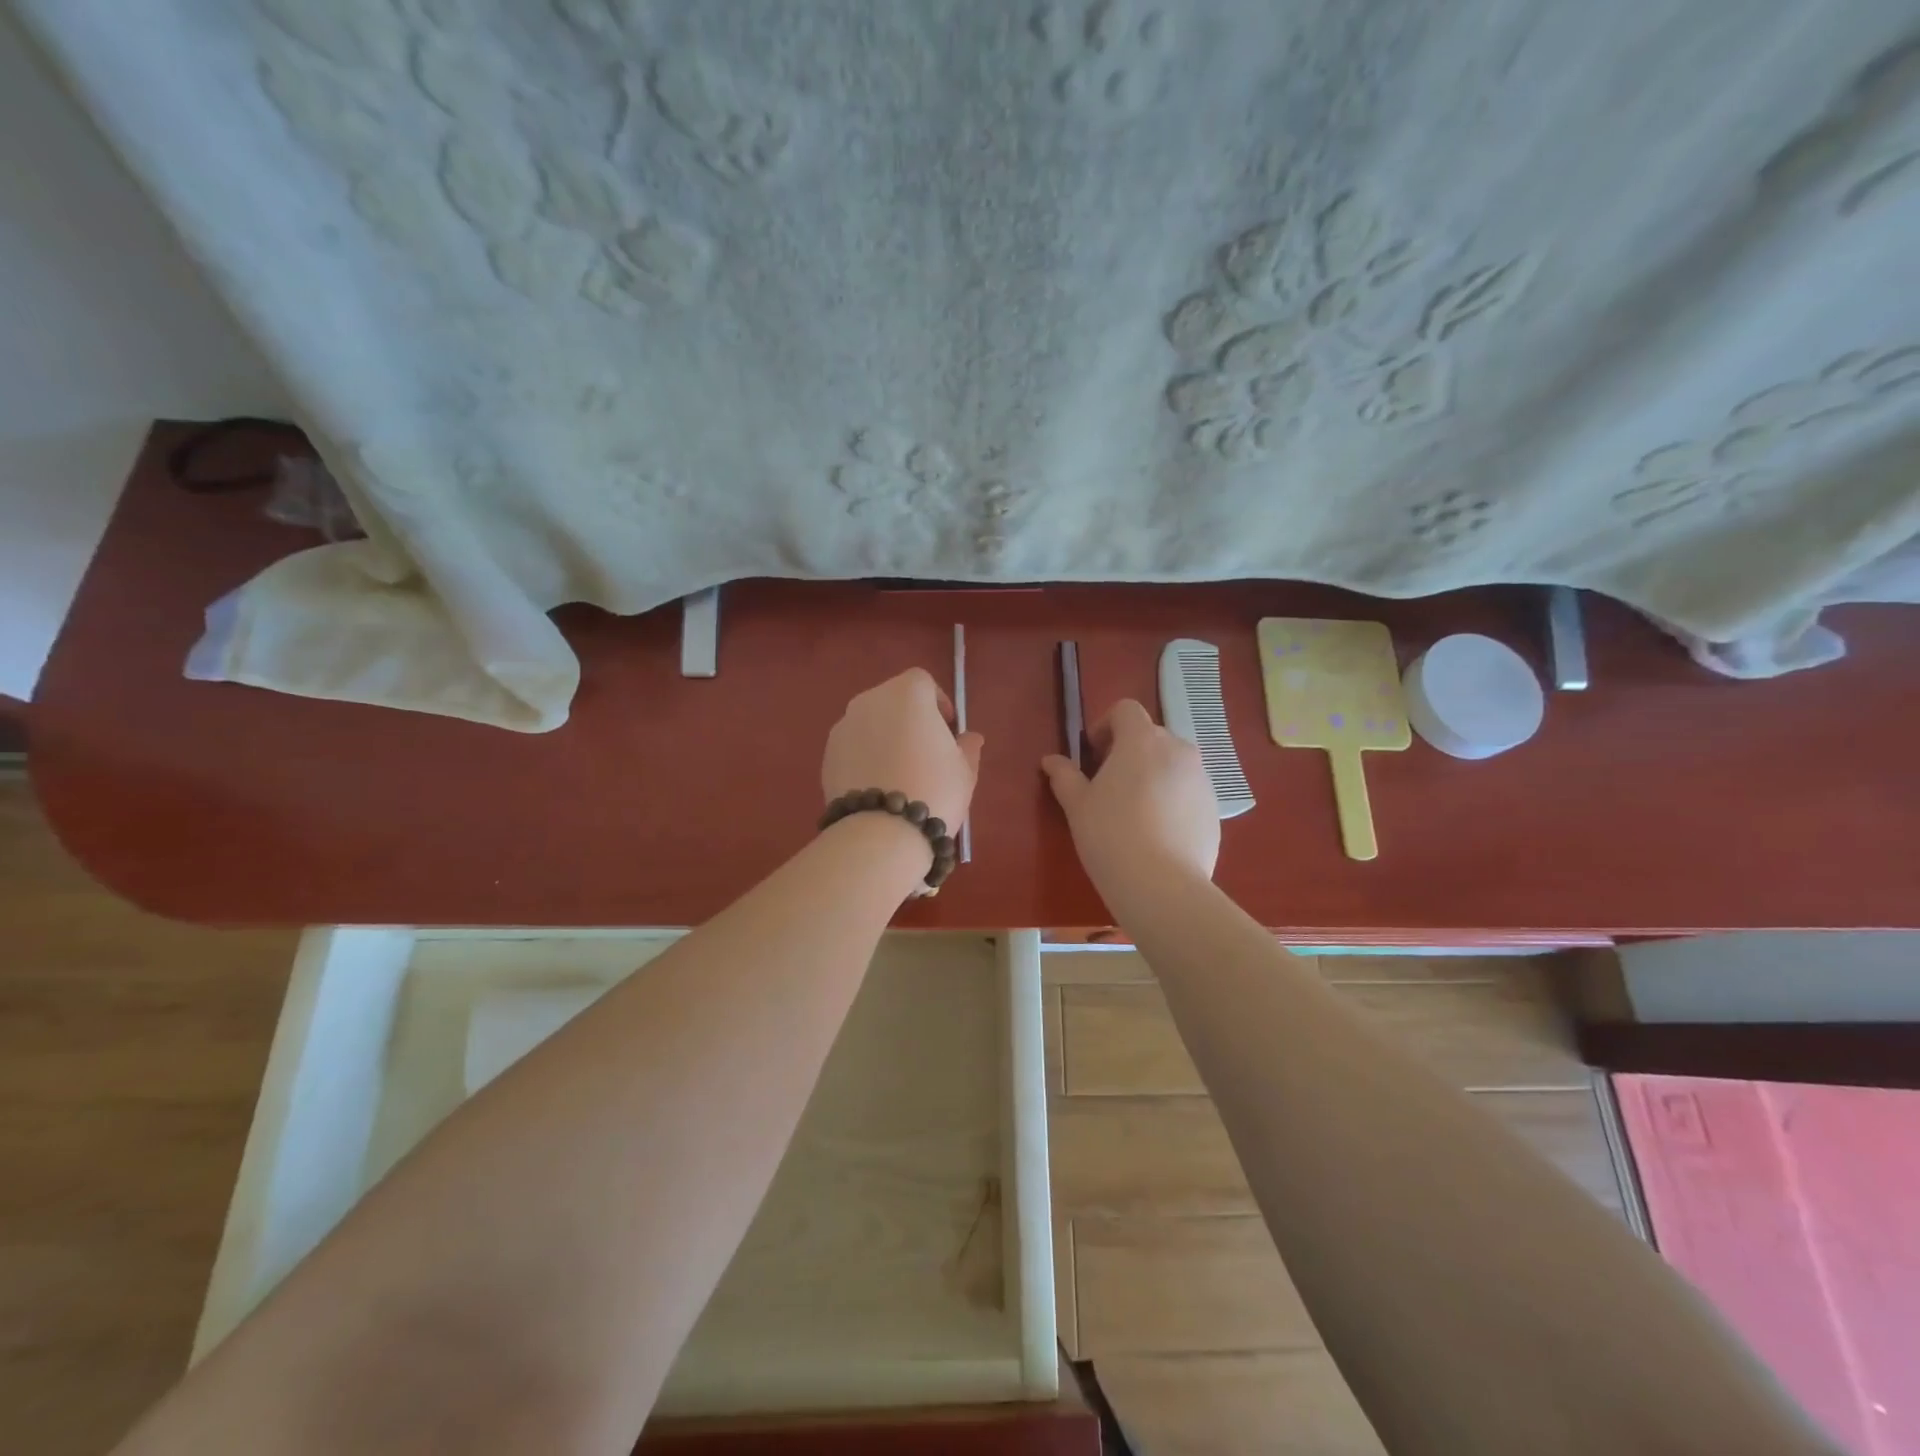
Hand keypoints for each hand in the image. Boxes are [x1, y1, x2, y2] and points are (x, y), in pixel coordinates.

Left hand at [822, 668, 984, 838]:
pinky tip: (878, 787)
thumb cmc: (934, 789)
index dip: (937, 703)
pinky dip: (866, 757)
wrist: (881, 831)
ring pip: (871, 723)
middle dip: (910, 719)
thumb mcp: (964, 770)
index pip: (922, 682)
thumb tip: (970, 738)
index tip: (948, 730)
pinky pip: (853, 747)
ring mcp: (843, 727)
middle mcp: (869, 700)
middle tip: (925, 752)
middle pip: (893, 700)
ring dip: (885, 737)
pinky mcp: (827, 754)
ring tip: (900, 773)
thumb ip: (967, 747)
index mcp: (906, 693)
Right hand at [1041, 699, 1219, 895]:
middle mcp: (1178, 750)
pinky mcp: (1214, 809)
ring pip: (1172, 764)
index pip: (1126, 710)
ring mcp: (1202, 779)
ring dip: (1152, 775)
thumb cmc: (1110, 835)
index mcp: (1142, 740)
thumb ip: (1064, 776)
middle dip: (1129, 752)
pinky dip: (1172, 799)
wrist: (1162, 885)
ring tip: (1135, 811)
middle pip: (1151, 736)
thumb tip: (1051, 760)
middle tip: (1109, 784)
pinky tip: (1157, 833)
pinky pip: (1188, 791)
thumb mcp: (1077, 805)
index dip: (1106, 726)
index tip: (1093, 755)